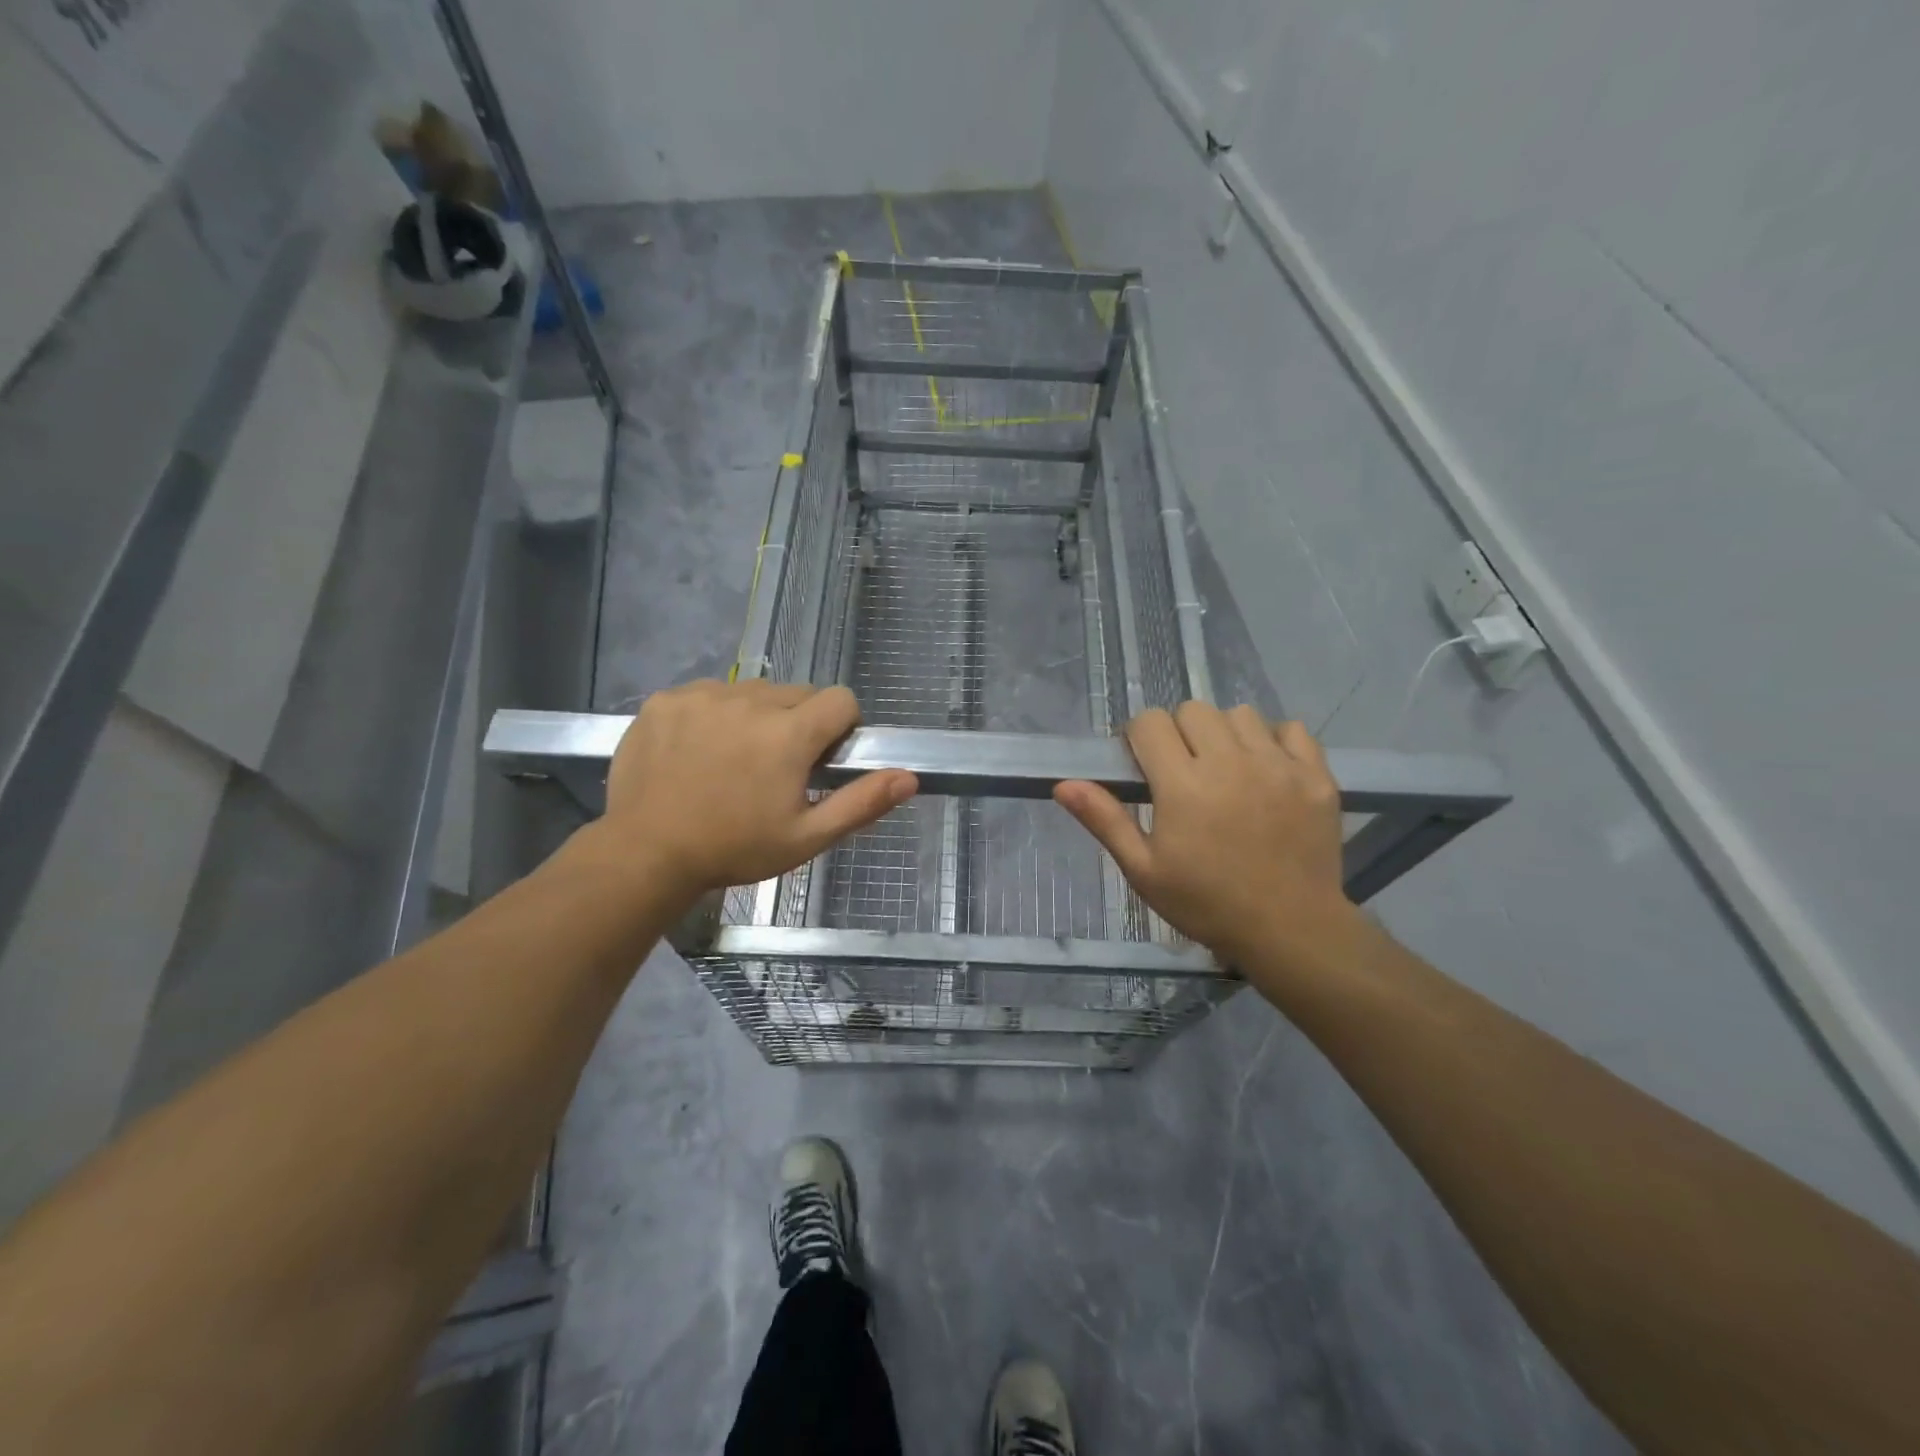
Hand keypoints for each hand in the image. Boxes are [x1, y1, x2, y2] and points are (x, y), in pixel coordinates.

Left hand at [584, 679, 916, 908]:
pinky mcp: (666, 699)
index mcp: (789, 733)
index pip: (841, 699)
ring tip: (733, 761)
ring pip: (752, 692)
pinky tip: (697, 752)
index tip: (823, 759)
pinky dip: (713, 715)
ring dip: (756, 717)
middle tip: (776, 768)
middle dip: (799, 724)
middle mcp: (750, 701)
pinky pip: (708, 693)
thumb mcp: (806, 837)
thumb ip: (861, 803)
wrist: (646, 854)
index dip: (842, 727)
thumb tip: (909, 776)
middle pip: (797, 693)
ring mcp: (703, 696)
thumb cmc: (735, 849)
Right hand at [1054, 703, 1356, 969]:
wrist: (1290, 930)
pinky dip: (1274, 741)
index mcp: (1183, 785)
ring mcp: (1278, 765)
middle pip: (1193, 710)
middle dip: (1180, 732)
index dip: (1140, 738)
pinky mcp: (1315, 775)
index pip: (1150, 722)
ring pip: (1240, 714)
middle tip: (1184, 771)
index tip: (1145, 765)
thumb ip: (1105, 820)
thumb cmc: (1206, 903)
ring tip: (1227, 770)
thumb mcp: (1144, 870)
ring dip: (1225, 733)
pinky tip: (1267, 771)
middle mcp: (1230, 762)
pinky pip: (1290, 729)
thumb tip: (1064, 784)